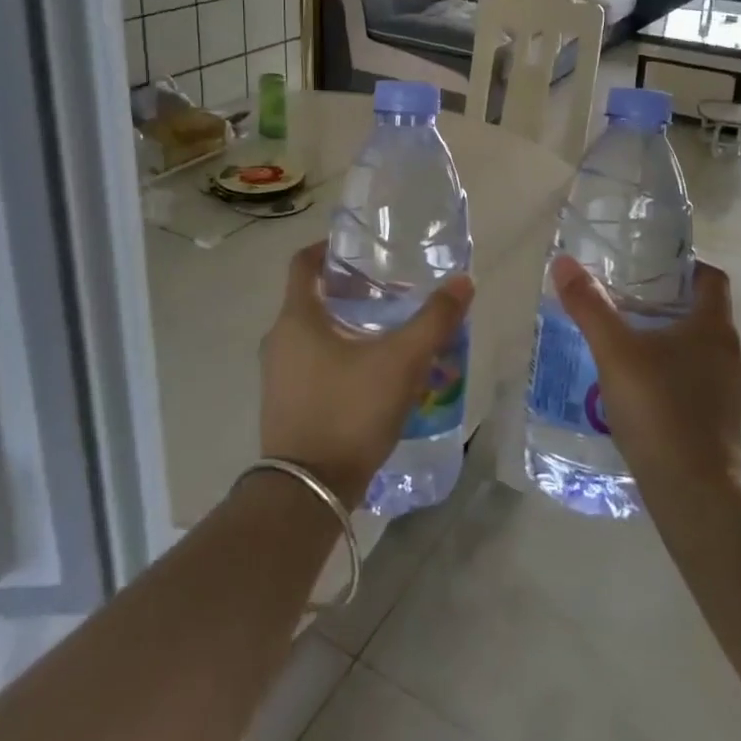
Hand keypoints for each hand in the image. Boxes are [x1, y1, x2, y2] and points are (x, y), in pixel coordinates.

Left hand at [259, 242, 473, 508]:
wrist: (308, 493)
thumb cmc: (350, 411)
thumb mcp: (402, 361)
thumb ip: (434, 319)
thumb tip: (463, 281)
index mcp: (297, 317)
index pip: (303, 262)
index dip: (328, 247)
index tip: (361, 249)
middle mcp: (278, 339)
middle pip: (311, 297)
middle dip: (348, 289)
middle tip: (388, 290)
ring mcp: (277, 374)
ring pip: (311, 332)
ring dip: (343, 324)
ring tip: (385, 330)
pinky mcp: (283, 403)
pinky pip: (309, 362)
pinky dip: (335, 354)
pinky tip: (369, 372)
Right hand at [549, 255, 740, 495]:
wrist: (693, 493)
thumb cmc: (659, 409)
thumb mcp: (614, 351)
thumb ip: (589, 306)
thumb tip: (564, 262)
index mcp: (714, 328)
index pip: (712, 278)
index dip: (685, 266)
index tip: (651, 266)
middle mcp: (731, 353)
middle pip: (703, 312)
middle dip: (667, 302)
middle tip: (626, 298)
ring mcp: (729, 390)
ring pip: (699, 348)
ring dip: (669, 339)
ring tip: (627, 340)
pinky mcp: (720, 420)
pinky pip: (697, 379)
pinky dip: (673, 372)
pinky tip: (639, 384)